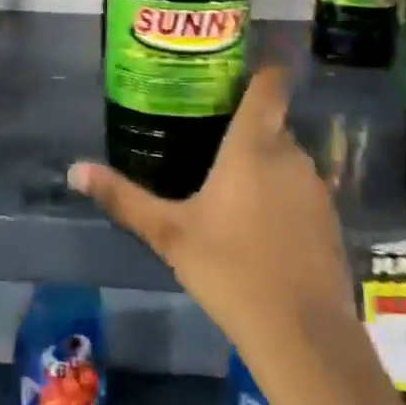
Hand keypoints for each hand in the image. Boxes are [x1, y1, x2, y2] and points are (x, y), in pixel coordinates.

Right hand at [69, 66, 355, 357]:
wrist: (302, 333)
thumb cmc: (229, 269)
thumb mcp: (168, 233)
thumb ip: (123, 197)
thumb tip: (75, 170)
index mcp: (252, 146)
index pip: (269, 85)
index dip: (260, 71)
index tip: (236, 72)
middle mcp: (290, 155)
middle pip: (273, 122)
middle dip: (247, 126)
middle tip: (210, 136)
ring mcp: (316, 187)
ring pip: (288, 157)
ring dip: (265, 162)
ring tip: (231, 182)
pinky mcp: (330, 219)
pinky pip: (301, 188)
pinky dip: (283, 193)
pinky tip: (260, 223)